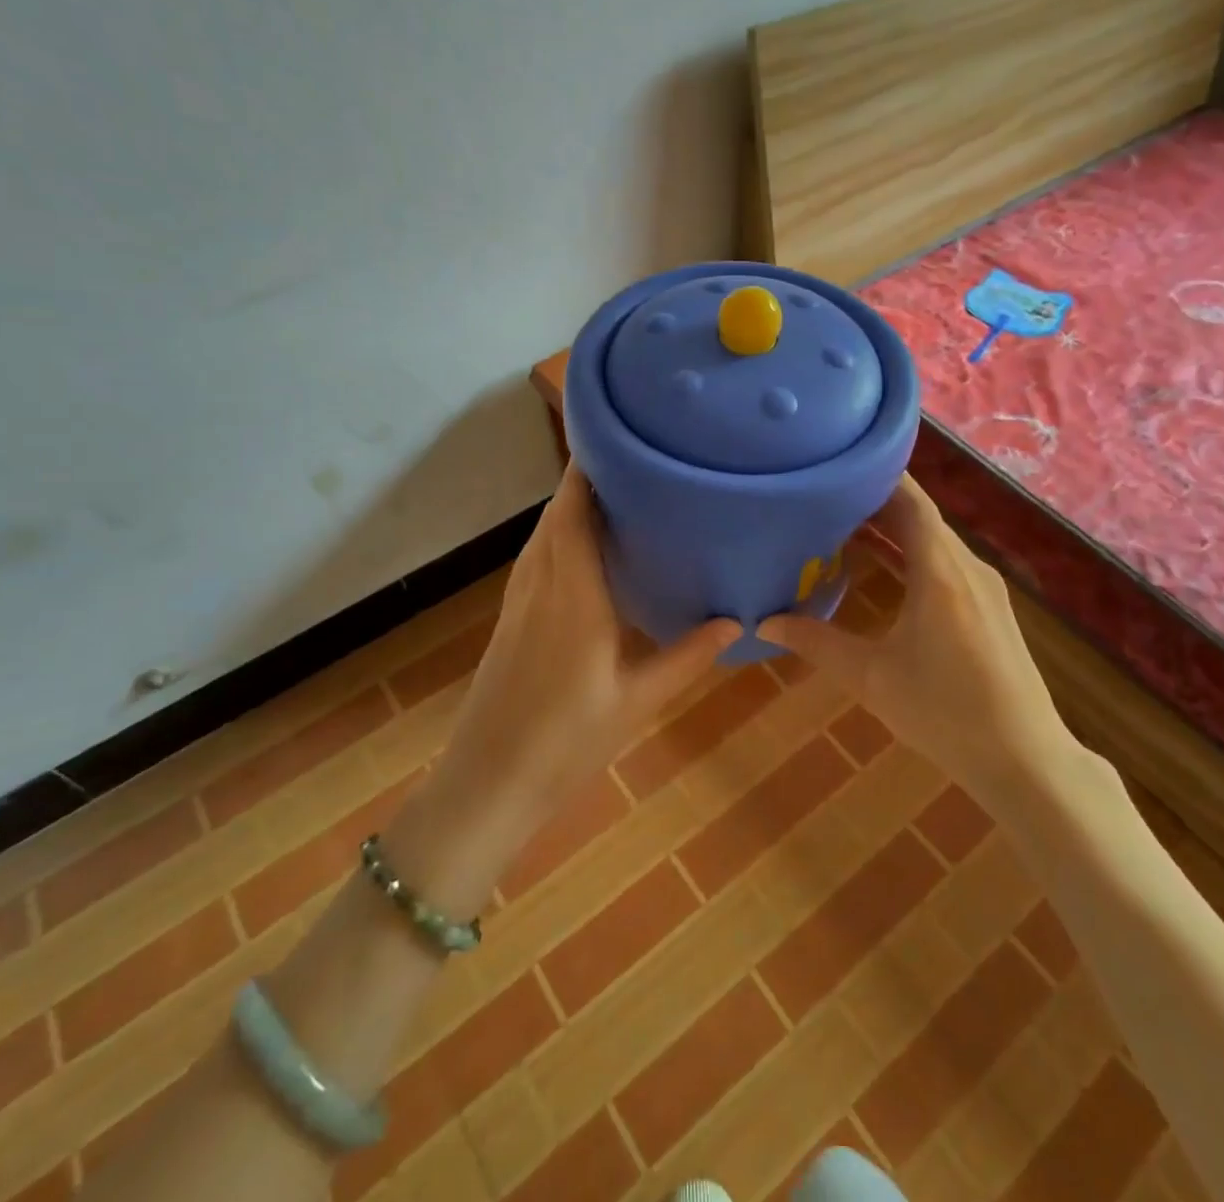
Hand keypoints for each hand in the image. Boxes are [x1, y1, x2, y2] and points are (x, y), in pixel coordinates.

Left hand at [429, 462, 739, 846]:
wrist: (487, 784)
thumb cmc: (566, 742)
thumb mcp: (638, 700)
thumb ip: (687, 657)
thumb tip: (735, 621)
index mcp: (571, 594)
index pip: (573, 512)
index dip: (587, 471)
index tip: (617, 440)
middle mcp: (540, 585)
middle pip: (555, 515)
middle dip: (585, 482)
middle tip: (633, 463)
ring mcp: (518, 602)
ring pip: (542, 536)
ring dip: (569, 508)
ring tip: (615, 496)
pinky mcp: (510, 620)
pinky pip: (536, 559)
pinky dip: (558, 537)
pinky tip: (584, 551)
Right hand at [759, 475, 1071, 803]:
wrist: (1025, 760)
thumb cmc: (946, 713)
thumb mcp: (872, 678)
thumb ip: (817, 643)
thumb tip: (764, 623)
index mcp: (940, 571)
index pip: (910, 500)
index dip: (875, 476)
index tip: (836, 463)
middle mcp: (966, 567)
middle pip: (920, 515)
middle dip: (873, 502)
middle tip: (824, 495)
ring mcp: (983, 587)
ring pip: (933, 540)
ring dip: (892, 529)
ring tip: (842, 525)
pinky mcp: (989, 608)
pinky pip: (944, 563)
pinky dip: (910, 554)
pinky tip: (882, 568)